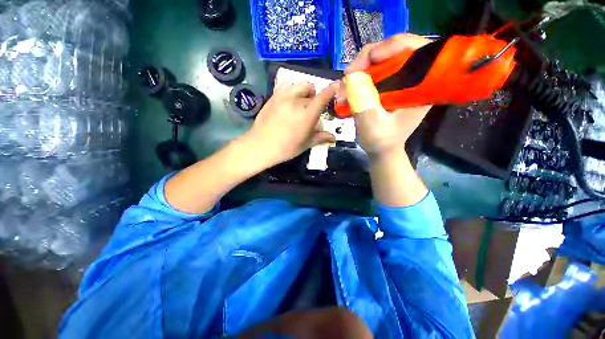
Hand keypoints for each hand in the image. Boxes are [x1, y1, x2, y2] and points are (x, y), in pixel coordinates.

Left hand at [246, 81, 337, 164]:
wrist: (262, 145)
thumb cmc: (286, 148)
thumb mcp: (305, 144)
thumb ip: (320, 137)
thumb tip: (333, 137)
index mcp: (308, 114)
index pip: (323, 97)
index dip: (331, 89)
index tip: (336, 85)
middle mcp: (297, 101)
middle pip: (311, 90)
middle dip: (314, 96)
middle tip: (311, 107)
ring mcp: (284, 97)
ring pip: (299, 84)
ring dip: (304, 90)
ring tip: (300, 101)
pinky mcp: (273, 96)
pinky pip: (286, 85)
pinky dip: (291, 89)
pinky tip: (289, 99)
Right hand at [341, 34, 432, 156]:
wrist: (381, 149)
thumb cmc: (381, 142)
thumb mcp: (373, 127)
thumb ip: (365, 105)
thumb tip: (352, 77)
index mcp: (422, 87)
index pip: (416, 49)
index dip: (392, 47)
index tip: (367, 61)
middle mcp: (413, 78)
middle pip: (394, 50)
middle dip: (367, 60)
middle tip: (347, 78)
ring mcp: (399, 80)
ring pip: (380, 59)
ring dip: (359, 70)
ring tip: (344, 88)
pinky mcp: (388, 84)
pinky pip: (372, 70)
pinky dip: (358, 77)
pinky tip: (349, 88)